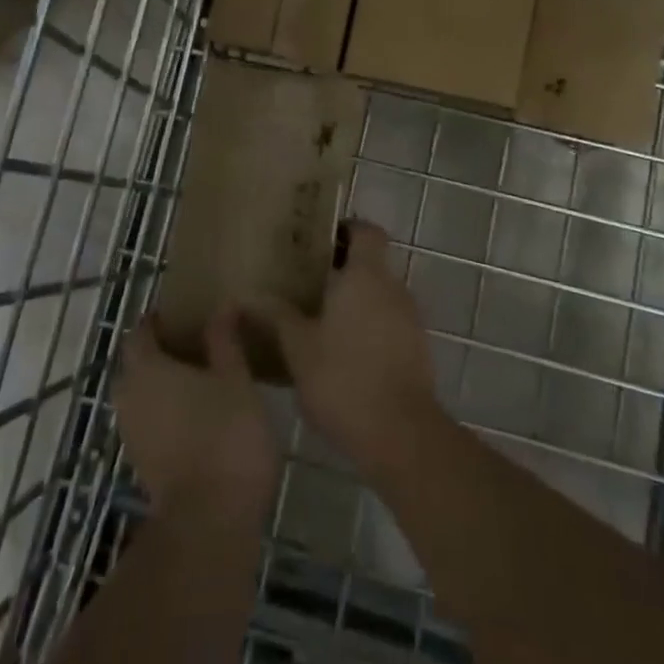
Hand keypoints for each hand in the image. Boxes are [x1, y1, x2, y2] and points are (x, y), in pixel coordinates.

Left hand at [114, 309, 280, 517]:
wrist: (211, 521)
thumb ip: (225, 340)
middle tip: (193, 344)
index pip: (140, 333)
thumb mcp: (236, 379)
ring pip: (140, 396)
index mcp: (147, 369)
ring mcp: (132, 435)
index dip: (156, 321)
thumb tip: (222, 306)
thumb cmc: (226, 436)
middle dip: (157, 352)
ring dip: (161, 385)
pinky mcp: (142, 464)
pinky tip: (196, 414)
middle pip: (135, 365)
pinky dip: (164, 412)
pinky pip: (148, 422)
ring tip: (198, 378)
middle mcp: (130, 397)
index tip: (181, 314)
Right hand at [252, 221, 442, 481]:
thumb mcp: (298, 347)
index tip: (318, 240)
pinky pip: (389, 324)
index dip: (346, 229)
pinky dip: (369, 328)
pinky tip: (342, 353)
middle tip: (306, 282)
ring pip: (380, 296)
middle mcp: (394, 288)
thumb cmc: (343, 378)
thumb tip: (246, 295)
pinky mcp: (417, 350)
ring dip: (355, 302)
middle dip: (343, 269)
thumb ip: (275, 316)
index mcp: (366, 276)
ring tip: (318, 320)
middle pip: (372, 264)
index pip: (367, 231)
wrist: (401, 435)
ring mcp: (410, 320)